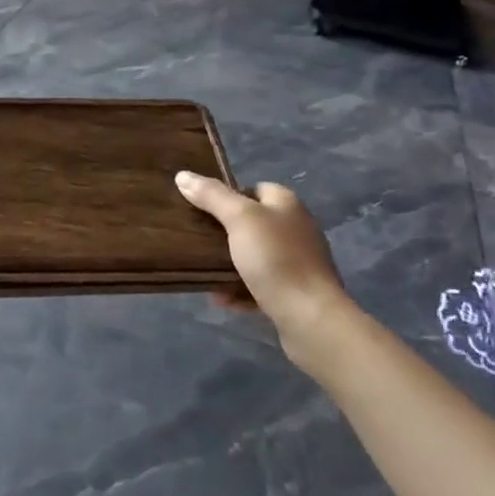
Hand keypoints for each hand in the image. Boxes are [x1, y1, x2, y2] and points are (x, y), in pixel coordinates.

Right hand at [177, 172, 352, 354]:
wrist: (312, 320)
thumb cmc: (276, 259)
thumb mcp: (239, 219)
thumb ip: (212, 195)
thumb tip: (183, 175)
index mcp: (287, 204)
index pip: (254, 188)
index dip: (229, 196)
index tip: (203, 209)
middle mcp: (296, 229)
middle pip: (253, 223)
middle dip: (225, 233)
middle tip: (199, 241)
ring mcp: (298, 263)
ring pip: (256, 257)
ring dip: (231, 265)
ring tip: (205, 272)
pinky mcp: (296, 294)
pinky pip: (262, 286)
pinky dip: (242, 290)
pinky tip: (223, 299)